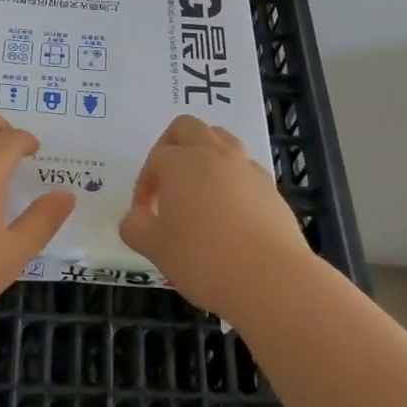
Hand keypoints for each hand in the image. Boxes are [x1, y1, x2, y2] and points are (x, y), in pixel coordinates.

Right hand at [119, 114, 314, 321]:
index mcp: (181, 162)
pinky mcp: (269, 186)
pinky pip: (244, 167)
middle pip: (187, 127)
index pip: (155, 158)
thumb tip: (135, 217)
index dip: (144, 184)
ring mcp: (245, 167)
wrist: (271, 279)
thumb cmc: (203, 259)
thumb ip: (135, 227)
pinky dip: (230, 177)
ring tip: (198, 188)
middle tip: (166, 182)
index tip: (144, 214)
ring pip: (220, 139)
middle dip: (170, 147)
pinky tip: (229, 210)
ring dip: (203, 154)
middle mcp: (214, 154)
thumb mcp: (155, 248)